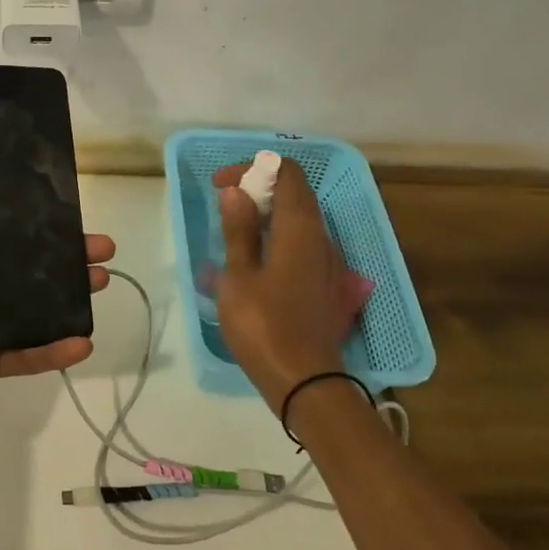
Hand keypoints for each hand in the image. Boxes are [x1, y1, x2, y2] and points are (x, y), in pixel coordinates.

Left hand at [0, 174, 114, 457]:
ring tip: (102, 282)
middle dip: (64, 255)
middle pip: (24, 266)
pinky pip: (26, 353)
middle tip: (102, 249)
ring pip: (33, 306)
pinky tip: (83, 345)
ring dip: (68, 295)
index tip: (66, 208)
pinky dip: (52, 351)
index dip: (32, 218)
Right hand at [212, 161, 372, 412]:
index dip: (254, 168)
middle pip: (296, 193)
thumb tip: (236, 192)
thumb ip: (238, 231)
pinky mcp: (325, 282)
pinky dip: (278, 234)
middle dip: (259, 188)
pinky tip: (254, 257)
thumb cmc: (264, 326)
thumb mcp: (238, 277)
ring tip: (234, 229)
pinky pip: (303, 242)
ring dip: (268, 212)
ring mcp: (327, 261)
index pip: (288, 173)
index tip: (221, 184)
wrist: (305, 380)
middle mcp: (321, 237)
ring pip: (301, 218)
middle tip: (225, 204)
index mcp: (300, 229)